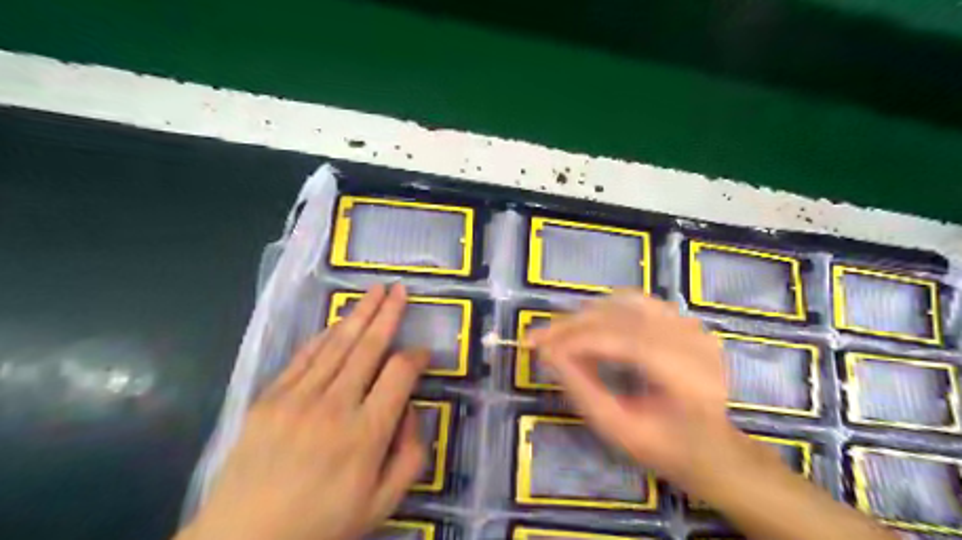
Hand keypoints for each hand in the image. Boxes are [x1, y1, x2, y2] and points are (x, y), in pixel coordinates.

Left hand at [180, 286, 428, 539]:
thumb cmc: (321, 524)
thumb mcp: (382, 504)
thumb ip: (410, 456)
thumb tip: (412, 410)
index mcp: (366, 433)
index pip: (400, 374)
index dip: (416, 357)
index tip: (425, 353)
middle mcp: (335, 405)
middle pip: (369, 347)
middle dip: (388, 314)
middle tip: (400, 289)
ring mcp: (298, 398)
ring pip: (338, 344)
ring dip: (360, 314)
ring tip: (375, 291)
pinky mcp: (270, 398)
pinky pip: (304, 357)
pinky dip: (324, 335)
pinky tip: (338, 322)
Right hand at [530, 291, 755, 493]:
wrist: (711, 446)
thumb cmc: (663, 447)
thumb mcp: (617, 429)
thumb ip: (582, 390)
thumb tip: (548, 354)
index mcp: (689, 377)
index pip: (626, 341)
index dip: (578, 340)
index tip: (541, 347)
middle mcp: (695, 342)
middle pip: (624, 315)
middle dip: (575, 324)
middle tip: (539, 336)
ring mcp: (693, 327)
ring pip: (628, 302)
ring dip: (587, 314)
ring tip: (560, 333)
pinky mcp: (686, 320)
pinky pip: (638, 303)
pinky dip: (607, 310)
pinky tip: (589, 326)